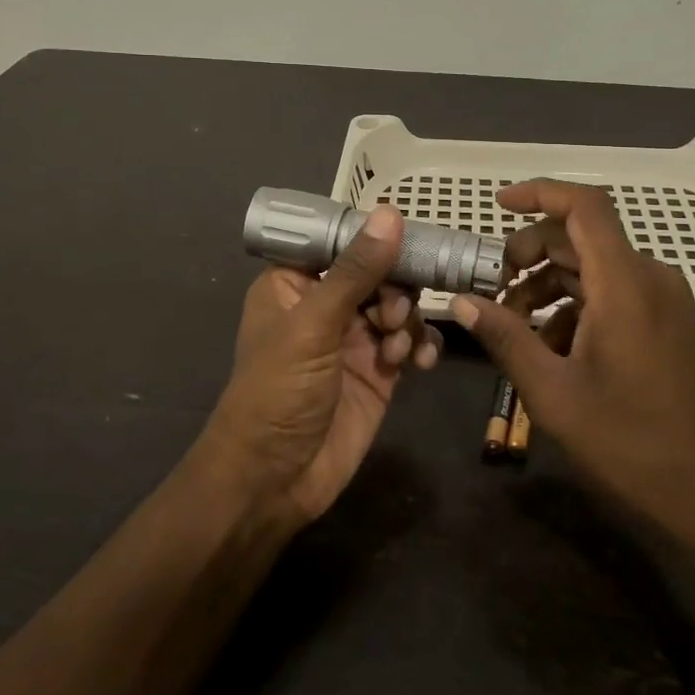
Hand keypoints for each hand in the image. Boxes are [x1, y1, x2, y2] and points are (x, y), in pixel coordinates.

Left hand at [201, 206, 441, 524]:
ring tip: (397, 348)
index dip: (374, 237)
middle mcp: (326, 304)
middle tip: (395, 314)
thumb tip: (390, 213)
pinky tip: (420, 362)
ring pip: (399, 305)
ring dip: (407, 320)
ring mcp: (354, 338)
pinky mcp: (379, 371)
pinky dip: (421, 346)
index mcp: (294, 283)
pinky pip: (411, 342)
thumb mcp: (313, 325)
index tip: (410, 236)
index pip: (340, 242)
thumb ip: (356, 271)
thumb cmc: (278, 391)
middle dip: (395, 287)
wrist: (274, 481)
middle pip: (378, 272)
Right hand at [449, 181, 694, 553]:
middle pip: (581, 237)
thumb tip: (462, 302)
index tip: (497, 204)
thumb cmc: (628, 443)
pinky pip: (613, 291)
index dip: (539, 193)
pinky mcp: (668, 321)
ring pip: (594, 266)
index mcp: (625, 284)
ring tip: (514, 324)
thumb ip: (505, 337)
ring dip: (549, 284)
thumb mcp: (552, 392)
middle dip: (530, 253)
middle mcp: (650, 277)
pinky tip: (551, 346)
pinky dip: (576, 304)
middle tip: (493, 289)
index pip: (583, 206)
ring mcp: (663, 300)